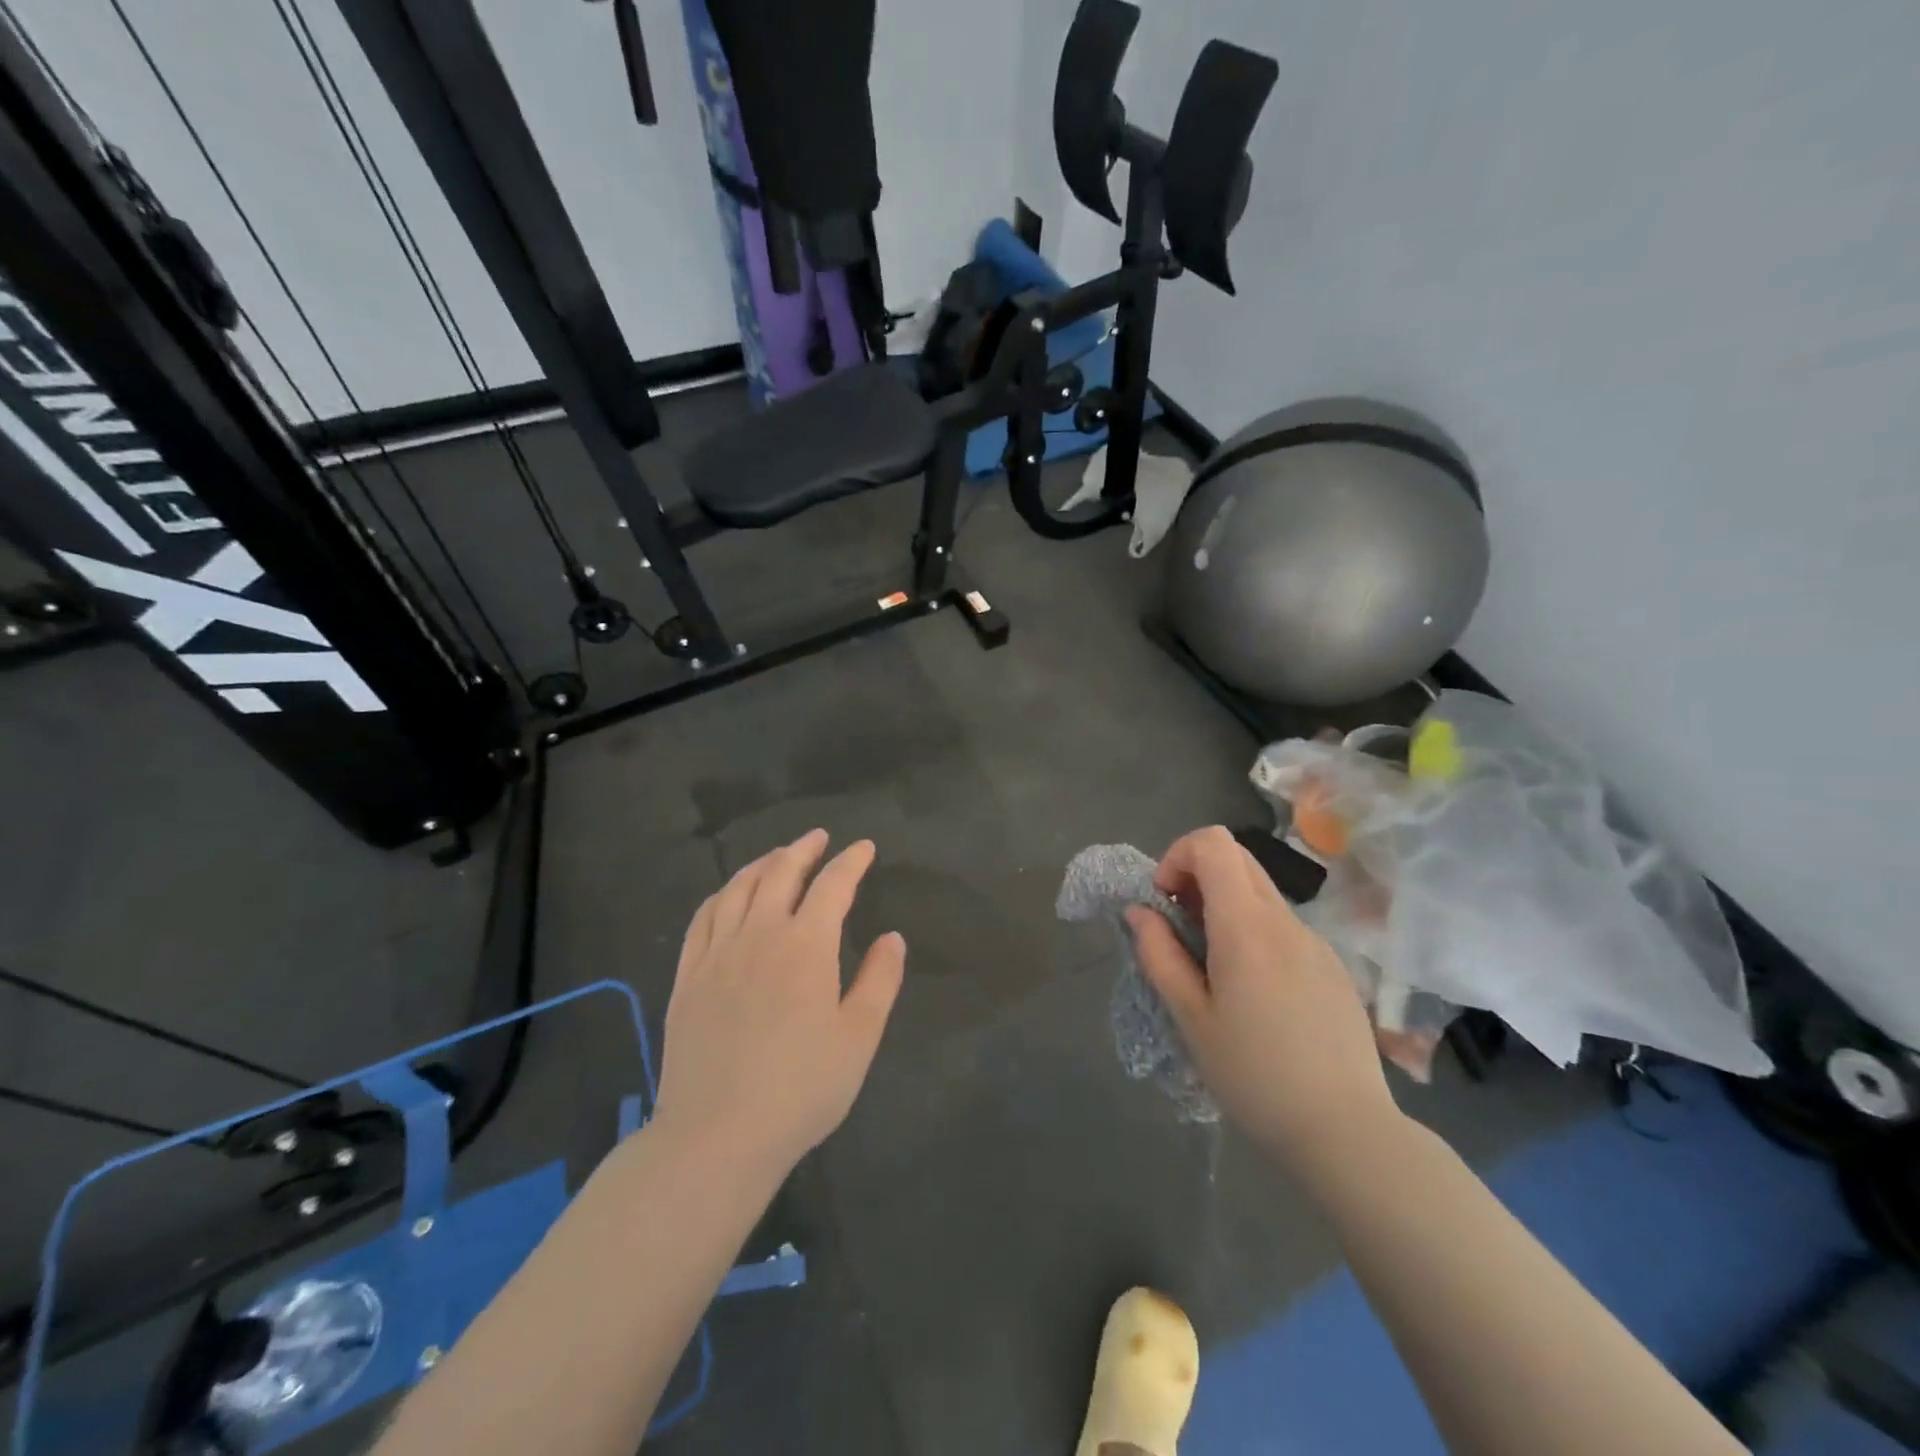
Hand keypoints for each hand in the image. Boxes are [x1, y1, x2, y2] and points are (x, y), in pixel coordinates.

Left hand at [653, 830, 904, 1178]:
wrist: (717, 1135)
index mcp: (806, 946)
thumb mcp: (859, 1038)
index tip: (864, 847)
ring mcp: (717, 953)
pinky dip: (721, 895)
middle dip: (803, 849)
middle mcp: (759, 935)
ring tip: (777, 856)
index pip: (832, 885)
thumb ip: (879, 980)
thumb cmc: (801, 1088)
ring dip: (762, 864)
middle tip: (819, 837)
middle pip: (780, 873)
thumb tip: (893, 937)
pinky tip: (727, 895)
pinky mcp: (687, 977)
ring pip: (738, 888)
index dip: (851, 861)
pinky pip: (702, 918)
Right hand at [1127, 826, 1399, 1170]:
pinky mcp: (1332, 966)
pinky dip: (1254, 932)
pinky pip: (1283, 926)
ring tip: (1213, 969)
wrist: (1347, 1131)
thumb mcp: (1191, 1018)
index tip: (1165, 903)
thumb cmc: (1254, 1075)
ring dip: (1224, 906)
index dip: (1178, 857)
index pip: (1213, 843)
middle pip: (1238, 858)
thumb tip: (1139, 912)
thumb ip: (1160, 955)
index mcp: (1246, 925)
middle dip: (1197, 876)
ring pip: (1260, 893)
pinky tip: (1255, 995)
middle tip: (1181, 930)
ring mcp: (1315, 942)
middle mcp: (1284, 920)